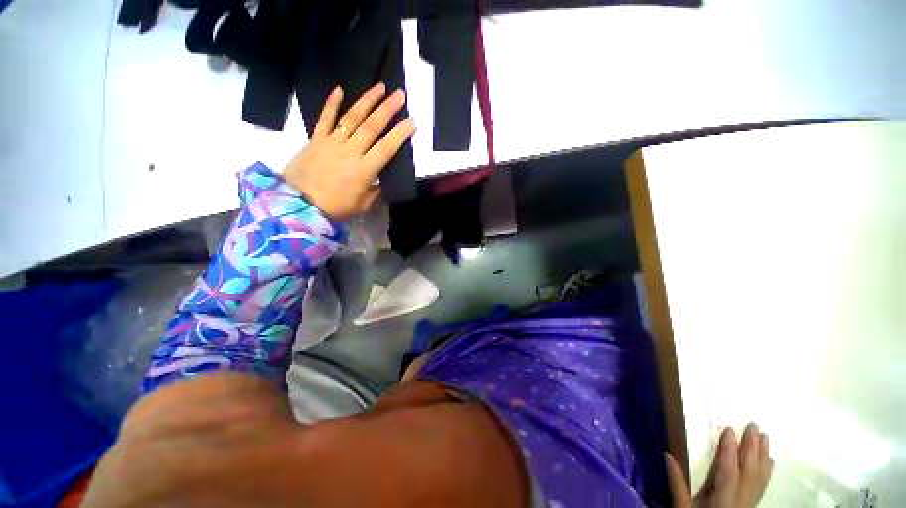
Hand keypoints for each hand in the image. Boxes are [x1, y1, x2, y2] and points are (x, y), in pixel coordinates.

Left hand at [283, 83, 415, 220]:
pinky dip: (331, 104)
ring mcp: (331, 142)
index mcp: (364, 170)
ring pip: (352, 118)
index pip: (386, 148)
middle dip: (388, 109)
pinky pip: (324, 118)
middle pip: (371, 127)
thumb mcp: (362, 205)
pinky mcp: (315, 139)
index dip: (400, 134)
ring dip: (367, 101)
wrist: (299, 205)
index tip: (412, 122)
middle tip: (400, 95)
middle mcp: (350, 152)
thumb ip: (375, 191)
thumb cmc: (335, 208)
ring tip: (380, 87)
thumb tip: (381, 179)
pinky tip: (339, 89)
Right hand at [666, 423, 773, 507]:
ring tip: (765, 436)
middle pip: (750, 473)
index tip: (730, 430)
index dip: (729, 451)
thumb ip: (677, 484)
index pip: (729, 472)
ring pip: (760, 478)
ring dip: (762, 456)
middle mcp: (740, 501)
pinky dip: (767, 472)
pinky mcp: (751, 504)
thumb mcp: (682, 507)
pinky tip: (769, 461)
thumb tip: (667, 455)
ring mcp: (749, 503)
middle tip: (754, 426)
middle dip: (752, 448)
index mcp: (723, 500)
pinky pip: (762, 486)